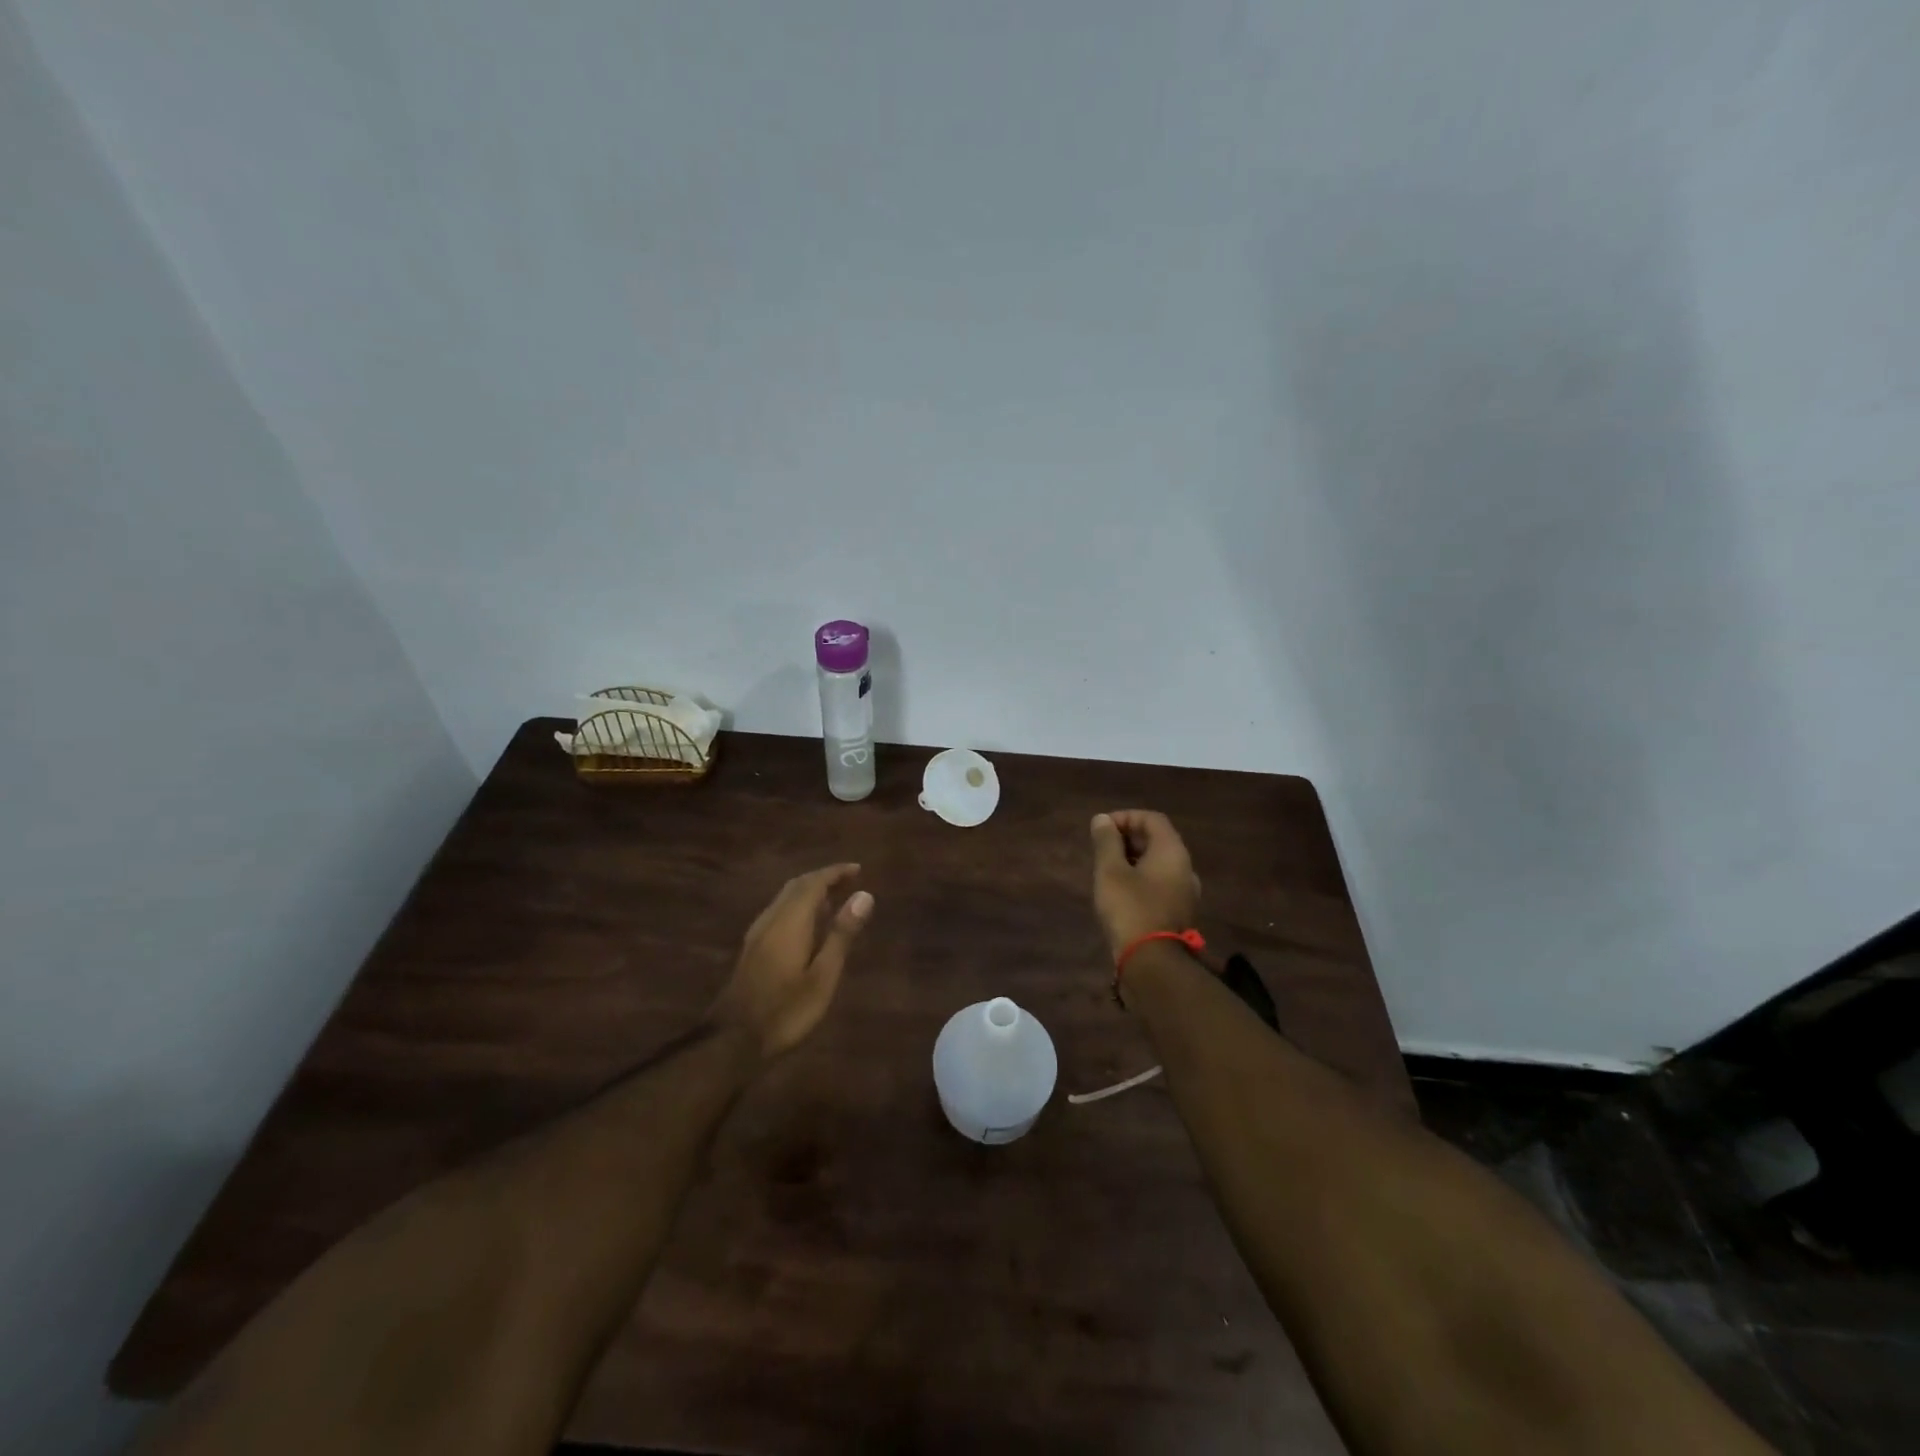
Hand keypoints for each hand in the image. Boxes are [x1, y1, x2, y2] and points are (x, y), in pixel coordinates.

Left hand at [711, 864, 873, 1061]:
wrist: (732, 1042)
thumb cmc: (785, 1011)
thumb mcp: (823, 976)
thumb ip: (841, 934)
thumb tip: (864, 896)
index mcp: (790, 922)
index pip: (813, 883)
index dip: (835, 872)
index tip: (858, 869)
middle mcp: (771, 920)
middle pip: (796, 886)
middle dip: (822, 879)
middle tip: (849, 881)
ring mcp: (757, 935)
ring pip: (784, 899)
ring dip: (809, 892)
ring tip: (834, 899)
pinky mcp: (752, 950)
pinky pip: (778, 913)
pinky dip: (798, 907)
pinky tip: (808, 926)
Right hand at [1089, 811, 1201, 960]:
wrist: (1153, 963)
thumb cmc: (1130, 909)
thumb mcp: (1110, 871)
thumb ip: (1106, 842)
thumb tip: (1102, 819)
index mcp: (1172, 852)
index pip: (1152, 819)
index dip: (1126, 817)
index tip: (1101, 828)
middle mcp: (1184, 867)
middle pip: (1158, 839)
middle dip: (1128, 837)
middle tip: (1101, 848)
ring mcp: (1185, 892)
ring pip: (1158, 863)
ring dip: (1133, 858)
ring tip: (1107, 868)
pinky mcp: (1178, 911)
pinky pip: (1160, 883)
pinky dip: (1140, 878)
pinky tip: (1120, 892)